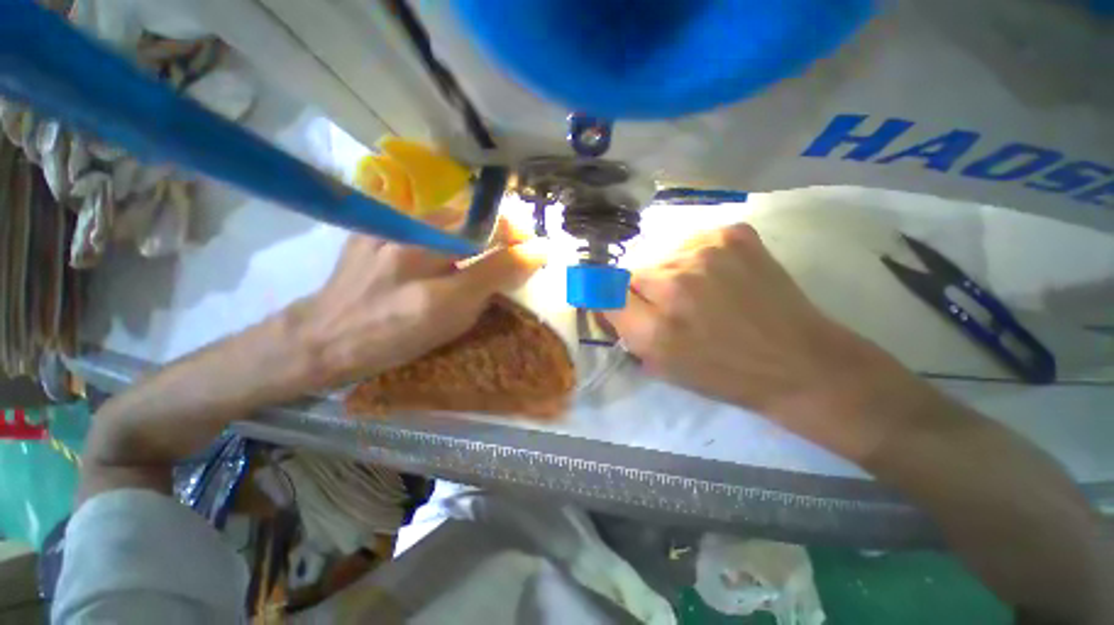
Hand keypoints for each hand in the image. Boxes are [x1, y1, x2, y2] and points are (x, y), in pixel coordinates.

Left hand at [293, 213, 543, 388]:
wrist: (327, 334)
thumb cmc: (396, 340)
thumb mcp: (450, 324)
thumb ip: (490, 289)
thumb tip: (526, 262)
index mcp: (434, 297)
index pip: (493, 262)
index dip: (522, 251)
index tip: (539, 249)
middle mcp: (411, 259)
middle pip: (474, 225)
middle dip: (506, 226)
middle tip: (521, 236)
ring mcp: (386, 234)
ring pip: (450, 212)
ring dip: (480, 219)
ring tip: (493, 231)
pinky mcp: (371, 224)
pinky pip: (424, 212)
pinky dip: (449, 218)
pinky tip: (453, 230)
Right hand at [603, 223, 932, 461]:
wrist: (797, 360)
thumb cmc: (723, 373)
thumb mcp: (660, 365)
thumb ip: (625, 330)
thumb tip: (605, 300)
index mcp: (653, 326)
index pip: (603, 291)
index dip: (611, 299)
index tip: (623, 306)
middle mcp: (673, 281)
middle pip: (631, 270)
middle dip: (641, 288)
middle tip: (666, 304)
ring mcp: (705, 250)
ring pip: (661, 253)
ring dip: (668, 271)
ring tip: (696, 290)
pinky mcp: (733, 233)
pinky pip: (691, 241)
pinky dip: (695, 257)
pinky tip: (716, 275)